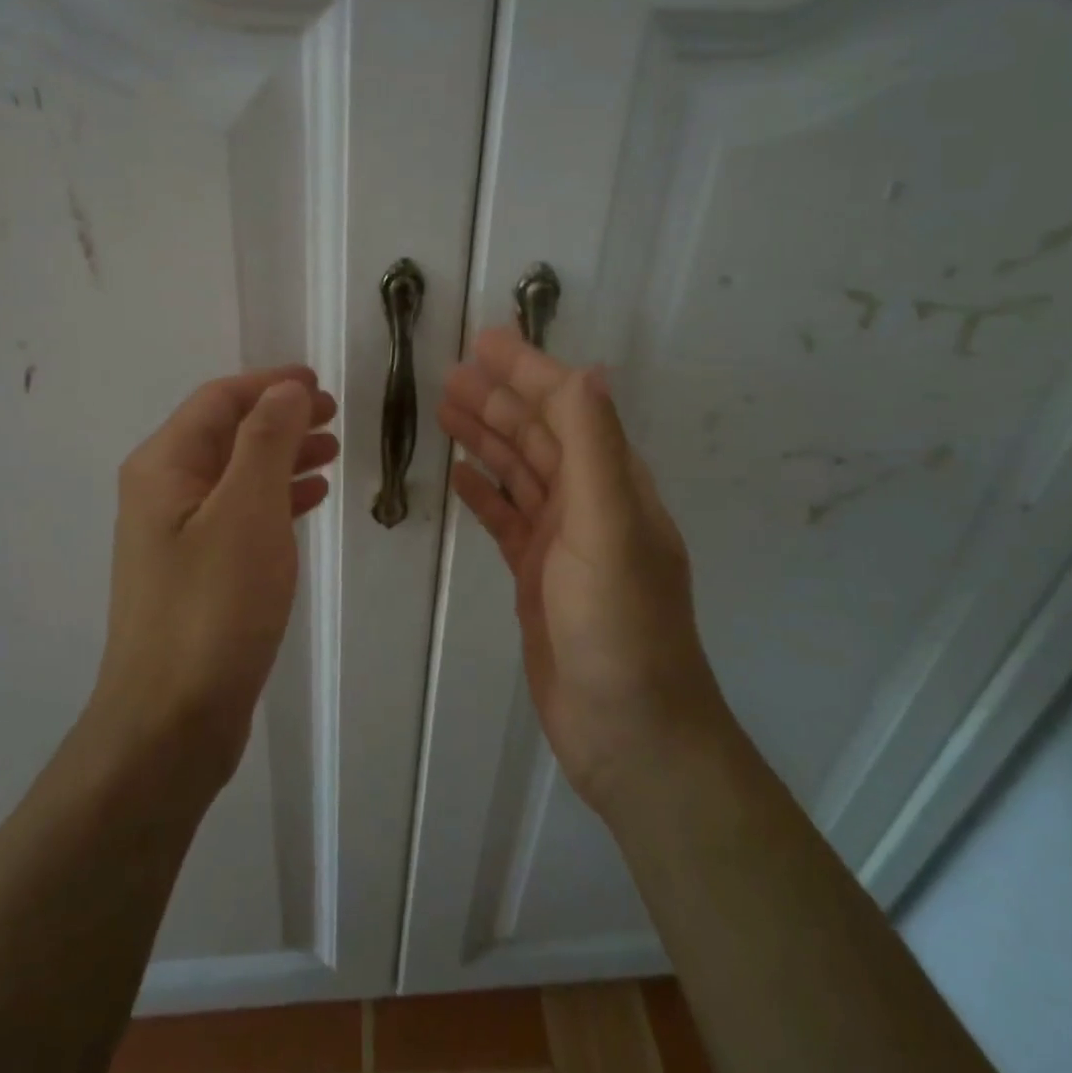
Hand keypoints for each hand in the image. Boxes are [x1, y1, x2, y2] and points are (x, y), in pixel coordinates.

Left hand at [91, 366, 338, 790]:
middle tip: (334, 416)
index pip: (219, 400)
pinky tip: (309, 500)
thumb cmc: (213, 606)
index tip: (320, 383)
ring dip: (283, 456)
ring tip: (331, 453)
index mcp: (164, 466)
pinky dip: (276, 498)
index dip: (270, 384)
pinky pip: (240, 515)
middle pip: (227, 434)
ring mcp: (177, 536)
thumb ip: (266, 441)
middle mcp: (162, 492)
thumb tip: (285, 389)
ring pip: (237, 475)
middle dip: (281, 418)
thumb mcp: (247, 510)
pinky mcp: (196, 573)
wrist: (172, 720)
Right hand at [438, 328, 725, 812]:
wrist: (626, 731)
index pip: (567, 408)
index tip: (486, 341)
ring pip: (519, 473)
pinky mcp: (537, 576)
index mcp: (613, 483)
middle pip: (538, 436)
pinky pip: (507, 519)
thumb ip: (595, 448)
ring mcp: (563, 542)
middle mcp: (590, 503)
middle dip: (498, 399)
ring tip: (445, 409)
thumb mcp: (609, 527)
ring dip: (486, 438)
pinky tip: (459, 475)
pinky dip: (485, 492)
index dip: (528, 371)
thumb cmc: (618, 626)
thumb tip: (585, 370)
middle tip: (451, 372)